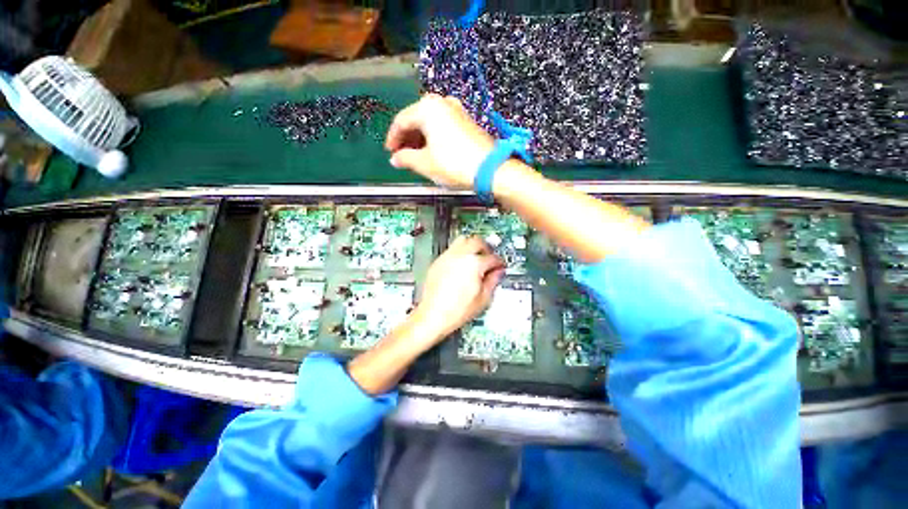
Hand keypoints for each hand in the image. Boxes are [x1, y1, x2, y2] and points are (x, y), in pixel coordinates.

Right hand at [385, 94, 494, 189]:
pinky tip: (433, 152)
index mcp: (428, 108)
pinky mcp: (468, 122)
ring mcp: (457, 111)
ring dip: (420, 139)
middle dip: (408, 139)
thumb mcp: (425, 163)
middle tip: (403, 156)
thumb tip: (395, 159)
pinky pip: (443, 127)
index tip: (390, 153)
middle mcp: (442, 103)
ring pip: (431, 123)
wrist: (490, 168)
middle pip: (417, 119)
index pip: (401, 121)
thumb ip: (405, 158)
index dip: (393, 138)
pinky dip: (434, 138)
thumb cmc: (453, 164)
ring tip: (417, 157)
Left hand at [411, 236, 504, 344]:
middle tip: (489, 256)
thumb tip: (498, 272)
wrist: (433, 315)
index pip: (492, 258)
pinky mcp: (438, 262)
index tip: (500, 266)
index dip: (499, 262)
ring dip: (471, 245)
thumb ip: (493, 281)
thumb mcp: (483, 299)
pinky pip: (451, 250)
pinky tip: (462, 264)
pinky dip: (459, 252)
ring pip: (462, 240)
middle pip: (477, 241)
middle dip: (486, 247)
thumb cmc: (456, 310)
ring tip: (475, 257)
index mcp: (473, 264)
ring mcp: (447, 257)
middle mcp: (459, 256)